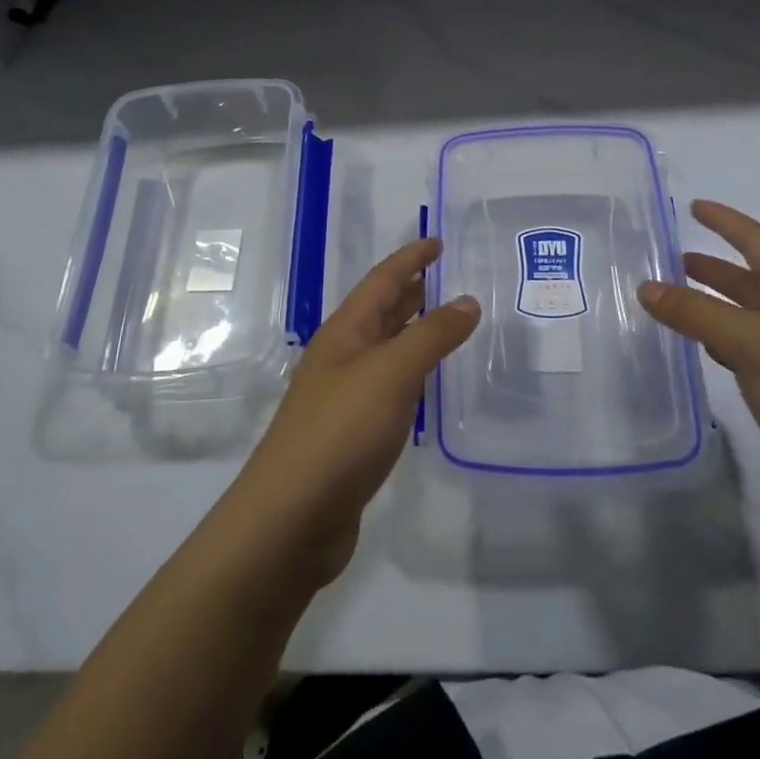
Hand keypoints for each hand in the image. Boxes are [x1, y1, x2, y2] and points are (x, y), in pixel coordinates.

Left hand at [224, 238, 479, 587]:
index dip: (410, 259)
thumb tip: (467, 300)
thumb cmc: (341, 430)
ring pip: (385, 349)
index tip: (438, 242)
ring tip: (448, 320)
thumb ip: (432, 335)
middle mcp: (342, 356)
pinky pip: (388, 386)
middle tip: (448, 276)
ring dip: (413, 330)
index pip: (382, 281)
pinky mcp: (352, 433)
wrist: (292, 516)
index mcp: (345, 332)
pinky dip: (411, 372)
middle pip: (380, 311)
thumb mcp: (392, 372)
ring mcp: (344, 396)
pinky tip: (428, 382)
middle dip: (411, 290)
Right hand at [639, 200, 759, 556]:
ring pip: (745, 320)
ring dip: (712, 306)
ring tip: (673, 301)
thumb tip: (646, 287)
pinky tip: (700, 349)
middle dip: (714, 268)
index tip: (693, 206)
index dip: (726, 222)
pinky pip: (745, 356)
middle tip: (671, 259)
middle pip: (751, 281)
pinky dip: (718, 344)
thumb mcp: (754, 344)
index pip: (758, 244)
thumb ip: (697, 313)